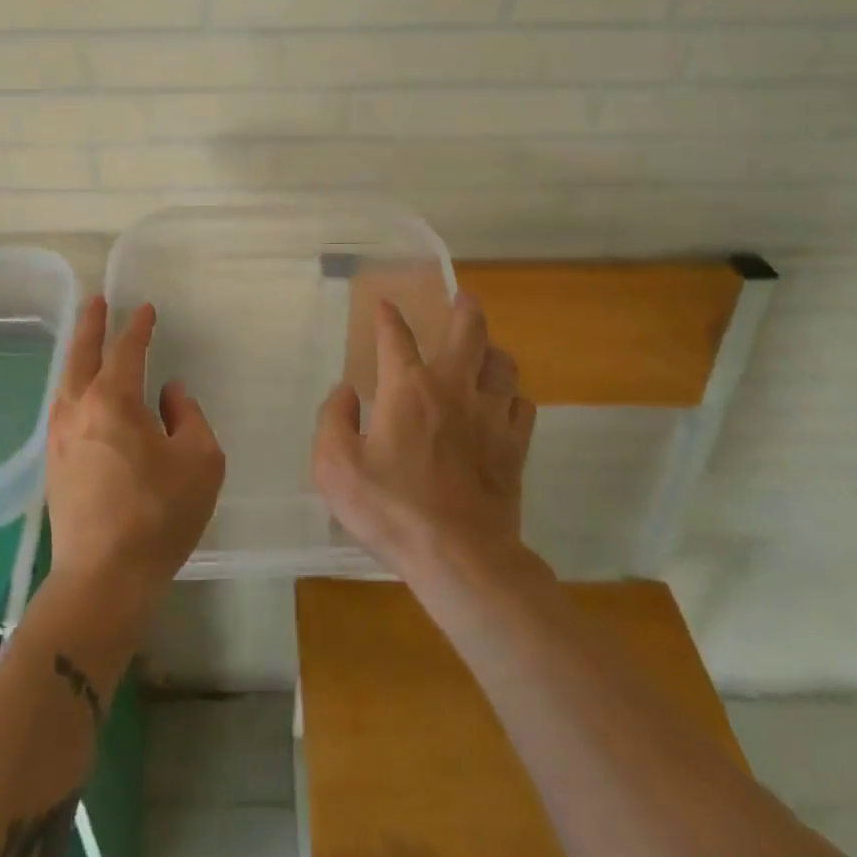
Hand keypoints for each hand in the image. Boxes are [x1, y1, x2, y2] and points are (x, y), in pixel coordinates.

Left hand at [46, 297, 225, 618]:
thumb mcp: (199, 460)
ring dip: (78, 353)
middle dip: (92, 325)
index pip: (127, 350)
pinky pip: (62, 407)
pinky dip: (71, 385)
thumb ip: (187, 416)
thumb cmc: (159, 514)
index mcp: (114, 400)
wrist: (104, 577)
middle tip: (97, 301)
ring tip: (86, 339)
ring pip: (66, 381)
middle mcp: (80, 408)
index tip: (146, 310)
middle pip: (82, 354)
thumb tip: (168, 394)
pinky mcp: (55, 463)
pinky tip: (78, 392)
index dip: (138, 327)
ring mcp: (61, 437)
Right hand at [312, 292, 532, 581]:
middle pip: (469, 332)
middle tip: (464, 299)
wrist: (460, 558)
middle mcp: (453, 389)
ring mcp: (492, 416)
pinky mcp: (516, 447)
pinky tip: (504, 405)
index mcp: (408, 388)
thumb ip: (333, 420)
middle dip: (465, 309)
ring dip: (493, 352)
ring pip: (504, 365)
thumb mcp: (336, 466)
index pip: (397, 336)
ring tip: (485, 353)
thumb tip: (345, 392)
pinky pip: (523, 406)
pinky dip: (513, 397)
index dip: (389, 316)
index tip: (385, 304)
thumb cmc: (391, 509)